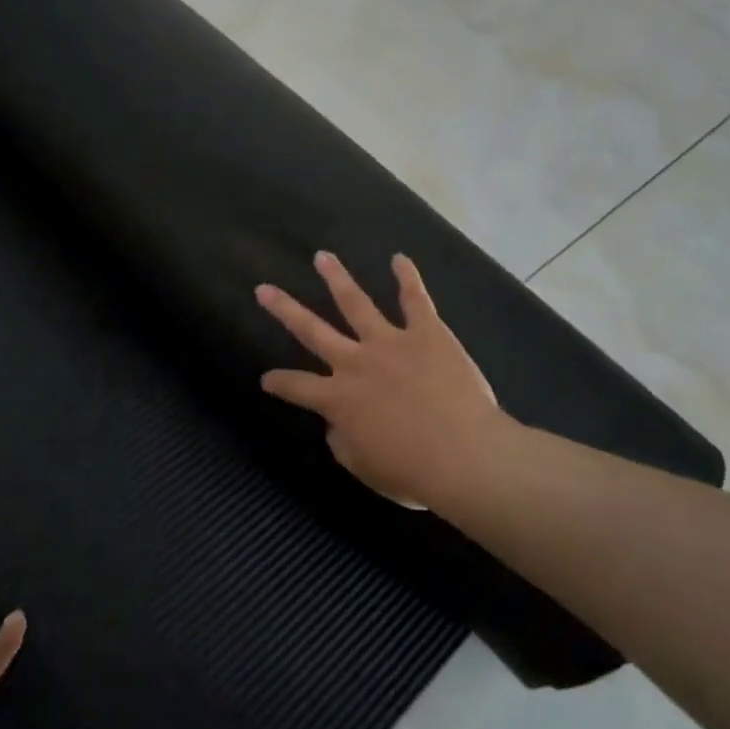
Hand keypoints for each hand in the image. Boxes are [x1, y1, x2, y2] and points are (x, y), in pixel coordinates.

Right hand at [256, 252, 512, 516]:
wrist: (465, 456)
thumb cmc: (412, 471)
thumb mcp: (363, 467)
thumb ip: (343, 441)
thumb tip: (339, 424)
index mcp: (337, 399)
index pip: (296, 386)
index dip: (278, 382)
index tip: (266, 379)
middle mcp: (355, 362)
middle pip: (311, 330)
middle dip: (284, 308)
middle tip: (264, 288)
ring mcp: (391, 343)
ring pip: (356, 303)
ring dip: (337, 278)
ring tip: (323, 257)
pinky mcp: (428, 335)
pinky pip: (416, 301)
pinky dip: (408, 278)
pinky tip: (399, 259)